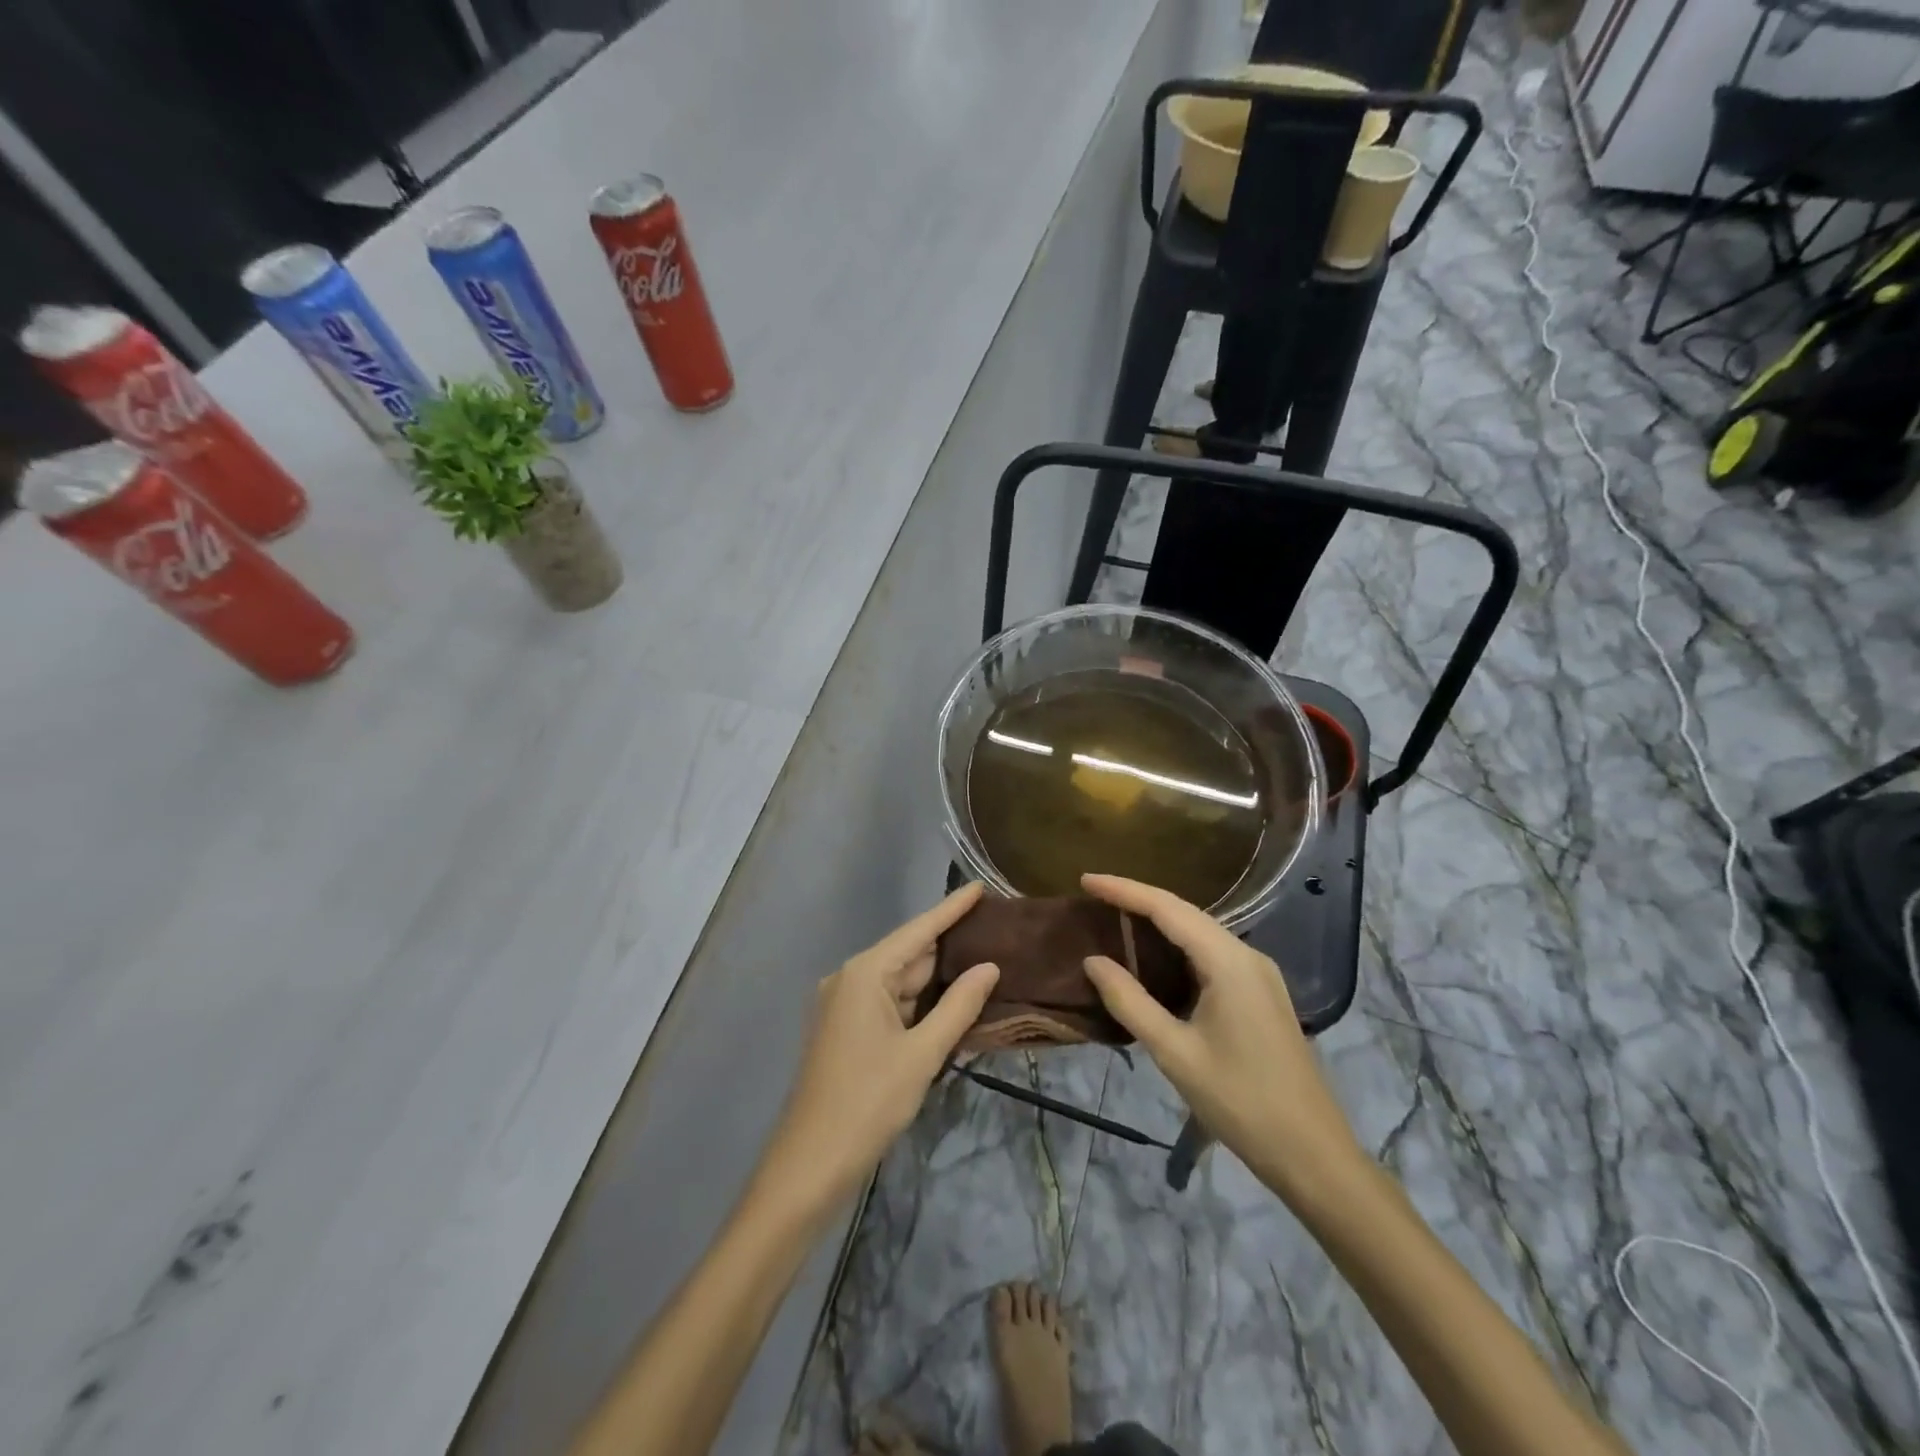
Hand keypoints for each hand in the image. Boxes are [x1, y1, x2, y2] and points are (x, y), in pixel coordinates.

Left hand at [759, 883, 999, 1210]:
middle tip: (995, 932)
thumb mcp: (922, 1054)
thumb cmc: (868, 1103)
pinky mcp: (845, 1031)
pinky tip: (952, 1005)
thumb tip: (989, 966)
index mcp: (864, 974)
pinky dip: (920, 1006)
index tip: (981, 886)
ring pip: (901, 984)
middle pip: (909, 955)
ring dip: (937, 982)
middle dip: (950, 948)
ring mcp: (844, 1006)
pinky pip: (890, 1006)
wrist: (810, 1165)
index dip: (951, 909)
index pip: (918, 931)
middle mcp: (850, 979)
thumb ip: (958, 1006)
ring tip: (985, 964)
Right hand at [1079, 873, 1363, 1201]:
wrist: (1312, 1153)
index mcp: (1228, 962)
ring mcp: (1259, 974)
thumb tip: (1093, 961)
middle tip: (1094, 895)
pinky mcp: (1261, 993)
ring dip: (1158, 922)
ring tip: (1115, 917)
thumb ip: (1130, 1002)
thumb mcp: (1174, 1052)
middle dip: (1138, 900)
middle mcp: (1247, 956)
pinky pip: (1212, 953)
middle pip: (1185, 913)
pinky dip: (1177, 946)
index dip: (1124, 890)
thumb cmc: (1240, 1101)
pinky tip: (1155, 957)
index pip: (1167, 908)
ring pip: (1200, 932)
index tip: (1085, 879)